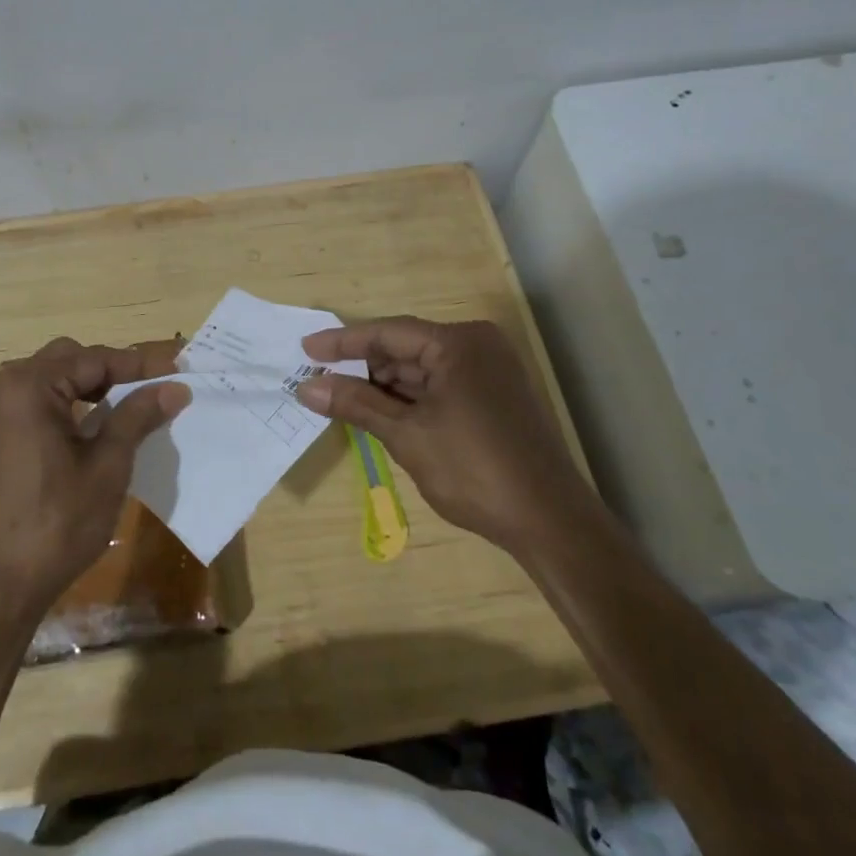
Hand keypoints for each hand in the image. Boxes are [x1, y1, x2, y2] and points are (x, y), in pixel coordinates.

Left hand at [0, 338, 189, 619]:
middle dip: (110, 371)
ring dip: (86, 387)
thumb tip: (174, 387)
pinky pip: (31, 405)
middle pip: (67, 360)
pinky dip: (64, 406)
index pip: (94, 360)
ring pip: (48, 381)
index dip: (139, 365)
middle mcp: (3, 390)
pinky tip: (88, 432)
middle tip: (149, 390)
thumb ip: (138, 417)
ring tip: (124, 408)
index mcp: (29, 387)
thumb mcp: (107, 466)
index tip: (177, 372)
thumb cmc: (56, 524)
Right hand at [297, 317, 582, 552]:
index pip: (388, 332)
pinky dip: (410, 400)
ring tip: (341, 398)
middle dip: (363, 367)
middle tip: (319, 380)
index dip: (343, 342)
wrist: (550, 522)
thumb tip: (306, 387)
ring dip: (384, 386)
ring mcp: (490, 373)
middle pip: (406, 349)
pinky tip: (381, 412)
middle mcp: (478, 346)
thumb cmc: (474, 470)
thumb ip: (356, 404)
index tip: (305, 348)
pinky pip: (441, 387)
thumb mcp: (407, 435)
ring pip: (423, 371)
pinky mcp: (495, 399)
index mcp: (459, 343)